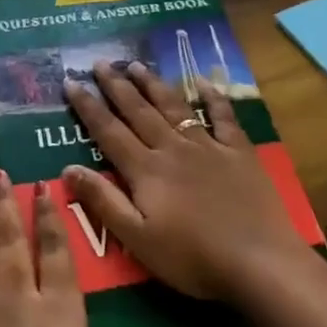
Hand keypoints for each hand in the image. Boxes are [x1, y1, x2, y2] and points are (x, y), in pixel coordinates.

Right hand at [62, 60, 300, 301]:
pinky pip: (223, 117)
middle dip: (116, 86)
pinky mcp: (239, 153)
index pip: (109, 131)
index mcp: (146, 170)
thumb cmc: (193, 258)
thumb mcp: (138, 239)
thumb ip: (103, 202)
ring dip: (153, 84)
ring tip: (136, 64)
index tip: (71, 82)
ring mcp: (208, 147)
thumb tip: (67, 168)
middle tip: (100, 62)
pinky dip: (213, 97)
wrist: (260, 263)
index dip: (88, 106)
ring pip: (174, 107)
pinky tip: (203, 81)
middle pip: (139, 111)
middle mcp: (172, 149)